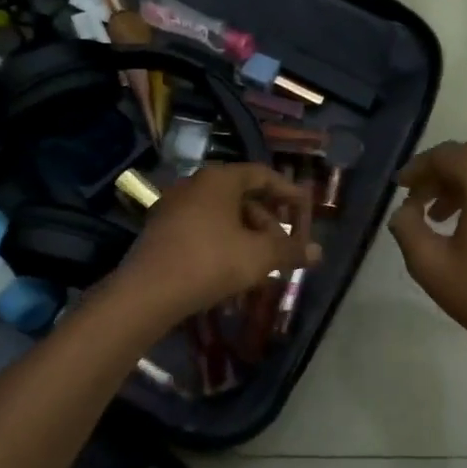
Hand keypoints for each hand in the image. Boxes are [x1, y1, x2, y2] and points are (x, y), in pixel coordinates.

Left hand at [117, 163, 318, 324]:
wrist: (148, 293)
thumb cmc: (211, 262)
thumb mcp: (259, 256)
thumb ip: (290, 250)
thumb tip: (318, 252)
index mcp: (220, 179)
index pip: (264, 175)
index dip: (289, 194)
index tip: (306, 216)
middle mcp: (195, 185)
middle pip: (243, 197)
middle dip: (269, 224)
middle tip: (284, 249)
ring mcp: (174, 207)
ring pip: (223, 216)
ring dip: (248, 238)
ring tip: (262, 266)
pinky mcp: (162, 231)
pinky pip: (203, 230)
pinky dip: (225, 244)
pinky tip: (233, 272)